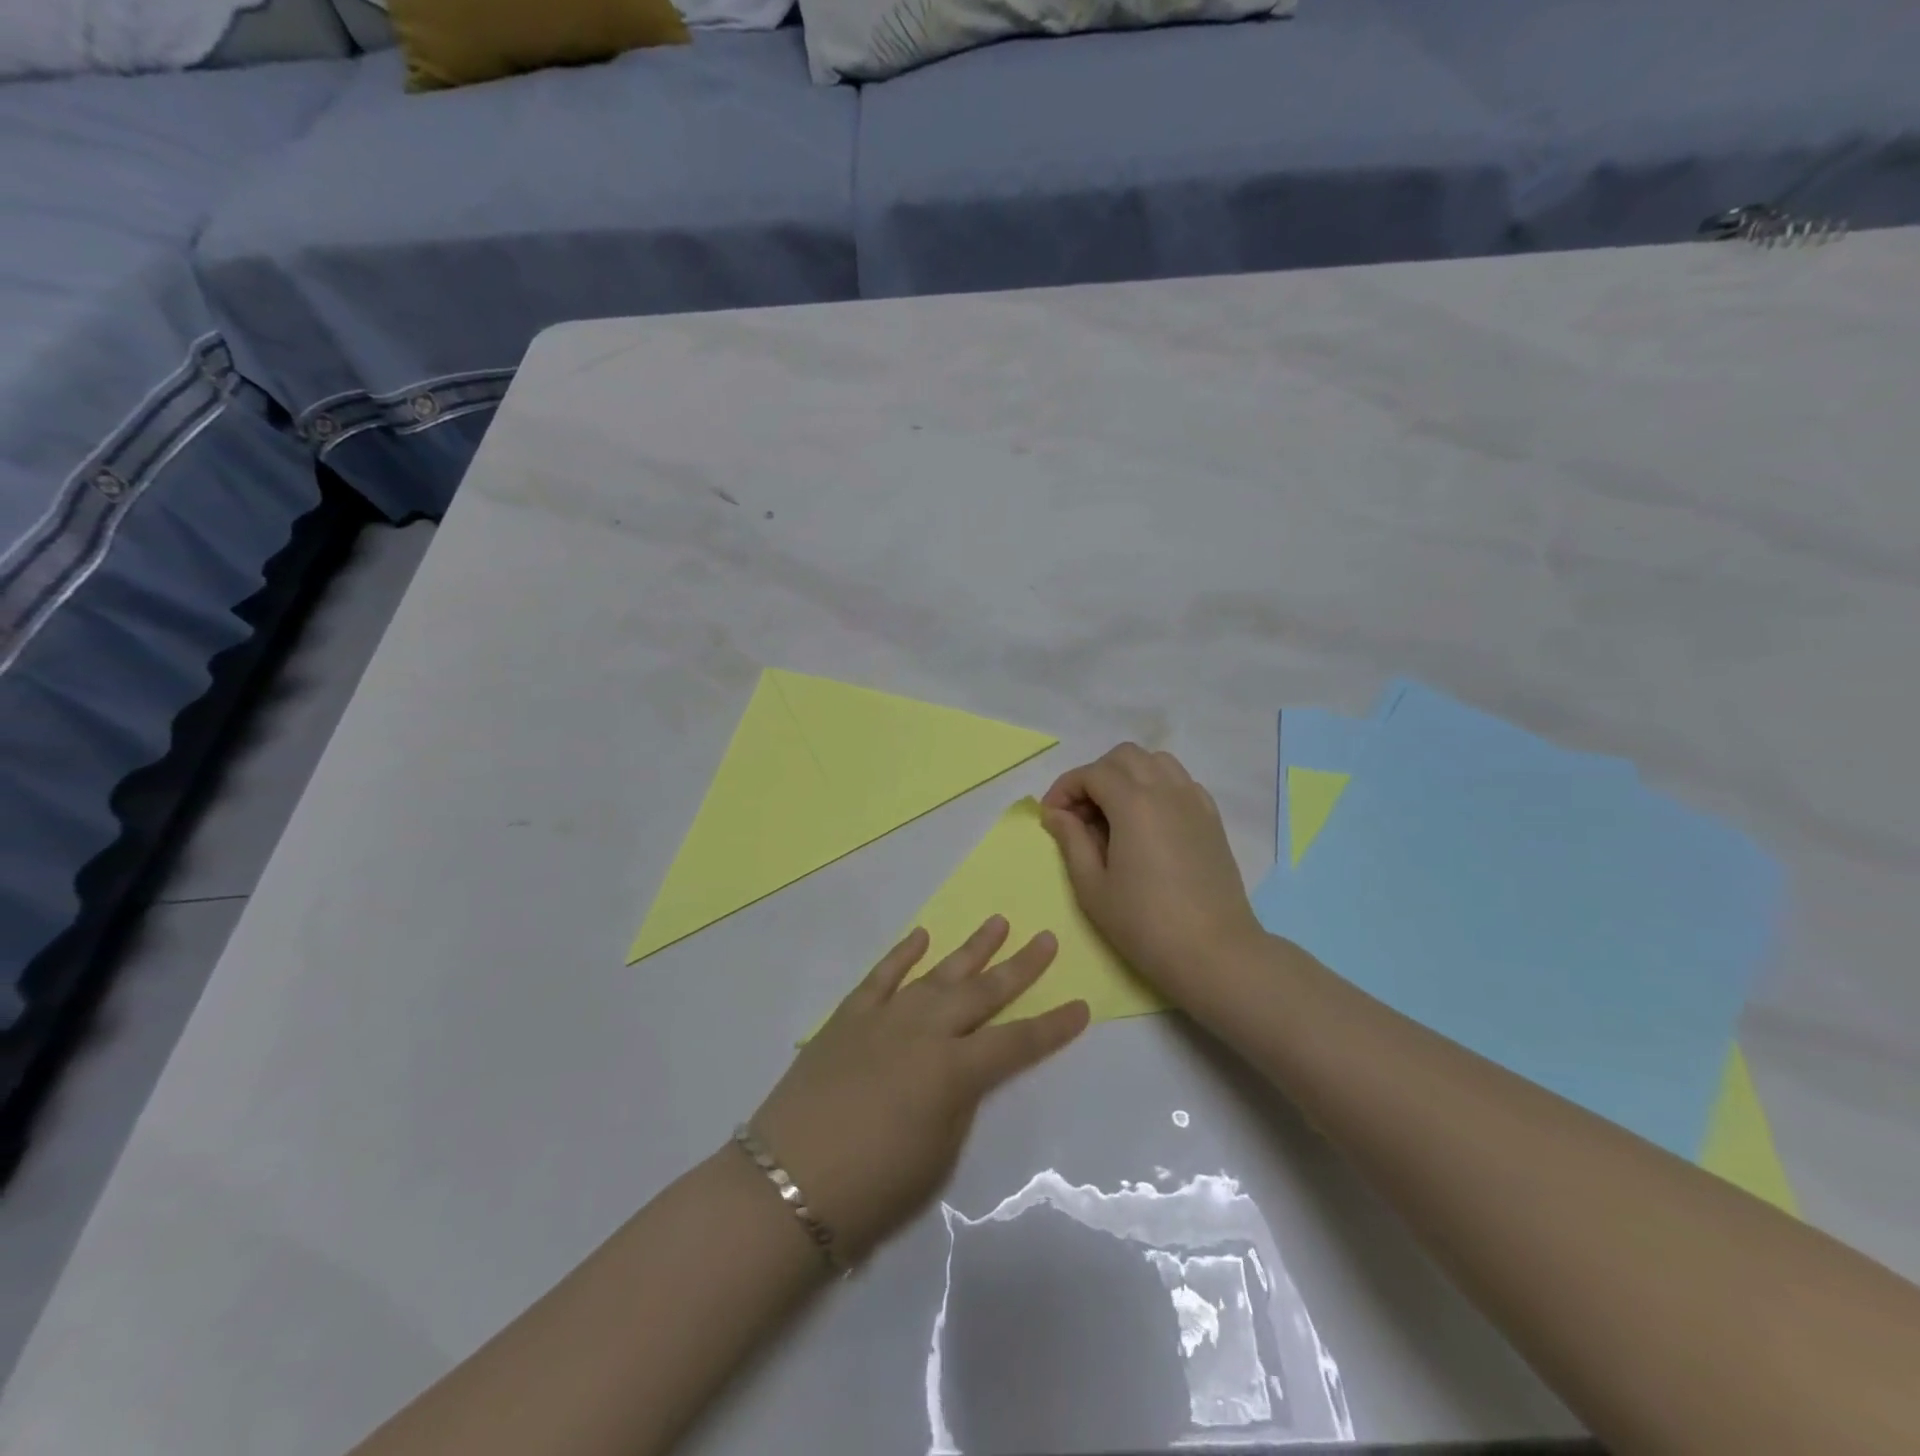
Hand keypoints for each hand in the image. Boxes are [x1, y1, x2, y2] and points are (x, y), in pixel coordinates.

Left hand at [750, 918, 1088, 1264]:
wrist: (786, 1183)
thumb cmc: (872, 1190)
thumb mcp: (938, 1155)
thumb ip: (958, 1102)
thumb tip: (960, 1071)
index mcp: (954, 1071)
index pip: (1018, 1042)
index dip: (1053, 1027)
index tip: (1082, 1005)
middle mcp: (926, 1031)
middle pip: (983, 992)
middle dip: (1020, 967)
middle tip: (1046, 939)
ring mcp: (885, 1017)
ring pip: (938, 973)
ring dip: (970, 948)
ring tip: (997, 921)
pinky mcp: (849, 1016)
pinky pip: (882, 976)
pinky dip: (903, 954)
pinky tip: (922, 936)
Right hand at [1040, 744, 1263, 992]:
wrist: (1214, 953)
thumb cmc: (1145, 924)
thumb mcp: (1093, 887)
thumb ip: (1071, 841)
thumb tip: (1057, 814)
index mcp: (1134, 803)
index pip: (1091, 773)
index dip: (1064, 789)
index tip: (1051, 817)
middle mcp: (1166, 790)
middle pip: (1124, 757)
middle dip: (1095, 776)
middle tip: (1080, 815)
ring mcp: (1194, 802)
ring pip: (1156, 762)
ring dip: (1127, 776)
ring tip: (1113, 813)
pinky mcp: (1212, 819)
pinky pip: (1180, 782)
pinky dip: (1157, 787)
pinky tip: (1148, 823)